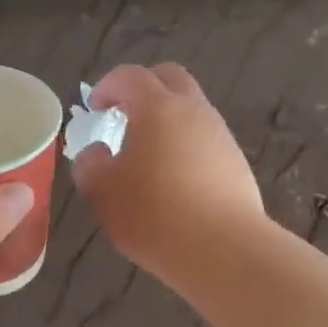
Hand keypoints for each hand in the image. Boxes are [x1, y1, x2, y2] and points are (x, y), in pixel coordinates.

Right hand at [70, 63, 265, 286]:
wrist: (224, 250)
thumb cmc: (153, 213)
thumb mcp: (102, 191)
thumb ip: (90, 164)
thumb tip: (96, 153)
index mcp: (158, 107)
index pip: (130, 76)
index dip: (107, 86)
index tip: (95, 108)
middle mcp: (194, 111)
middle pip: (170, 79)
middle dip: (144, 88)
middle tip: (123, 115)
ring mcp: (221, 136)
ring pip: (192, 110)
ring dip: (167, 120)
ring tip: (147, 155)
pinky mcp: (237, 163)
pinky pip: (205, 140)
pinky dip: (186, 147)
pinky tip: (174, 182)